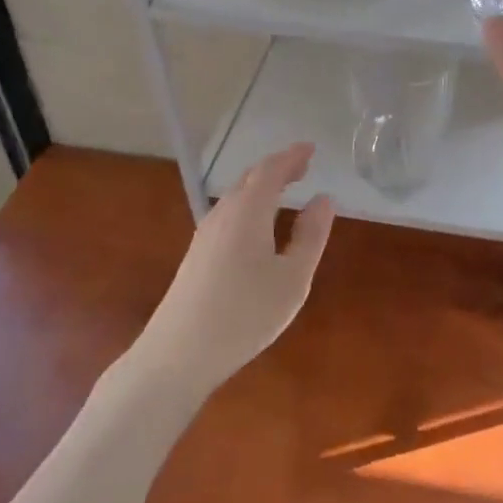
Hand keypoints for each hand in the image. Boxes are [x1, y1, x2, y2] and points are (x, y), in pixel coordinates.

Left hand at [134, 143, 334, 393]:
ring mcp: (205, 234)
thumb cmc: (245, 314)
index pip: (271, 170)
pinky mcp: (197, 254)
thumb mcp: (292, 278)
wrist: (178, 353)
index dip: (292, 157)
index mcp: (248, 211)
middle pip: (250, 178)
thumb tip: (323, 199)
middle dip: (278, 168)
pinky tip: (258, 226)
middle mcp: (223, 213)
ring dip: (262, 186)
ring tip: (285, 190)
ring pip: (236, 196)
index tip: (311, 149)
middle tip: (303, 167)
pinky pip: (229, 213)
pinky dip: (250, 205)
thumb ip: (310, 236)